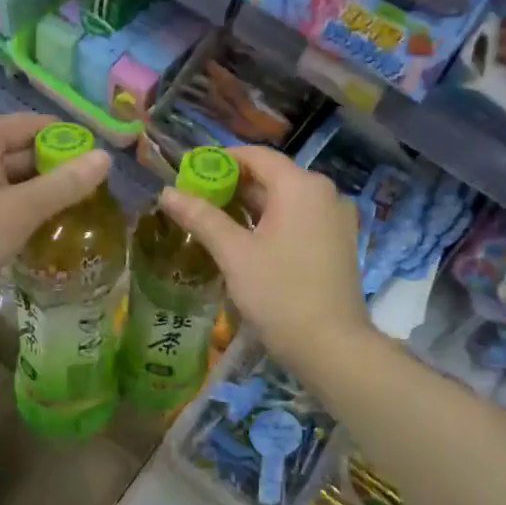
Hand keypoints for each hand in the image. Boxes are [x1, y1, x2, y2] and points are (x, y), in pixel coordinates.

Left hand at [0, 114, 111, 283]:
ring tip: (55, 212)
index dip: (65, 140)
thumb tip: (105, 158)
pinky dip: (0, 202)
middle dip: (46, 169)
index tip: (90, 162)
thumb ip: (65, 184)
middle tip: (78, 193)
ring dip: (24, 190)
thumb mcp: (22, 210)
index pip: (30, 124)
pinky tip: (18, 225)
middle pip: (11, 149)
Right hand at [159, 146, 370, 369]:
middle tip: (195, 201)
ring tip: (213, 222)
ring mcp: (336, 219)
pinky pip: (300, 220)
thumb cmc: (280, 294)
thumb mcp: (235, 254)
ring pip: (286, 201)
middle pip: (272, 177)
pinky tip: (246, 242)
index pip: (256, 156)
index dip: (221, 160)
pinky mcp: (338, 243)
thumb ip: (202, 218)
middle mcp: (324, 193)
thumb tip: (166, 193)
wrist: (332, 347)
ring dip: (250, 207)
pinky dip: (272, 223)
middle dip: (232, 186)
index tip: (190, 174)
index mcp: (301, 186)